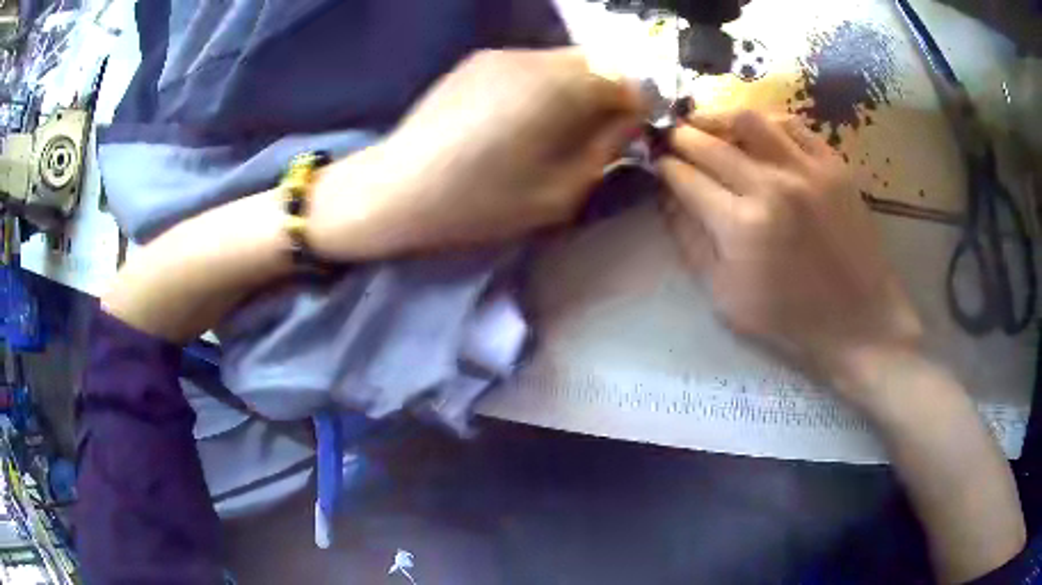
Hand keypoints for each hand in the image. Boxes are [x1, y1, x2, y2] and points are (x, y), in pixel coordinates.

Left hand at [310, 48, 642, 259]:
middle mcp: (533, 57)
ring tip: (556, 129)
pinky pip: (530, 65)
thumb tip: (630, 121)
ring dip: (576, 89)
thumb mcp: (560, 193)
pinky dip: (544, 85)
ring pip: (564, 61)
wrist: (395, 190)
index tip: (633, 134)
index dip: (640, 106)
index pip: (628, 79)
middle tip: (597, 134)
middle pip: (598, 63)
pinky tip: (520, 118)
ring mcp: (500, 54)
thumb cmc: (479, 202)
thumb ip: (607, 149)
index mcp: (560, 86)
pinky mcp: (475, 61)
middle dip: (609, 95)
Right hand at [657, 110, 921, 397]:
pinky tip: (758, 135)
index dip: (663, 166)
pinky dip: (766, 124)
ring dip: (718, 119)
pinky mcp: (834, 165)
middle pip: (709, 142)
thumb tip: (668, 198)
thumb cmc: (790, 320)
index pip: (685, 178)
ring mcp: (806, 170)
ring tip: (709, 126)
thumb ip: (691, 243)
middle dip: (679, 136)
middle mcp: (771, 185)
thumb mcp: (726, 298)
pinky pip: (792, 125)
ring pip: (748, 119)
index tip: (655, 161)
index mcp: (740, 226)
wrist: (859, 321)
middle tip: (670, 137)